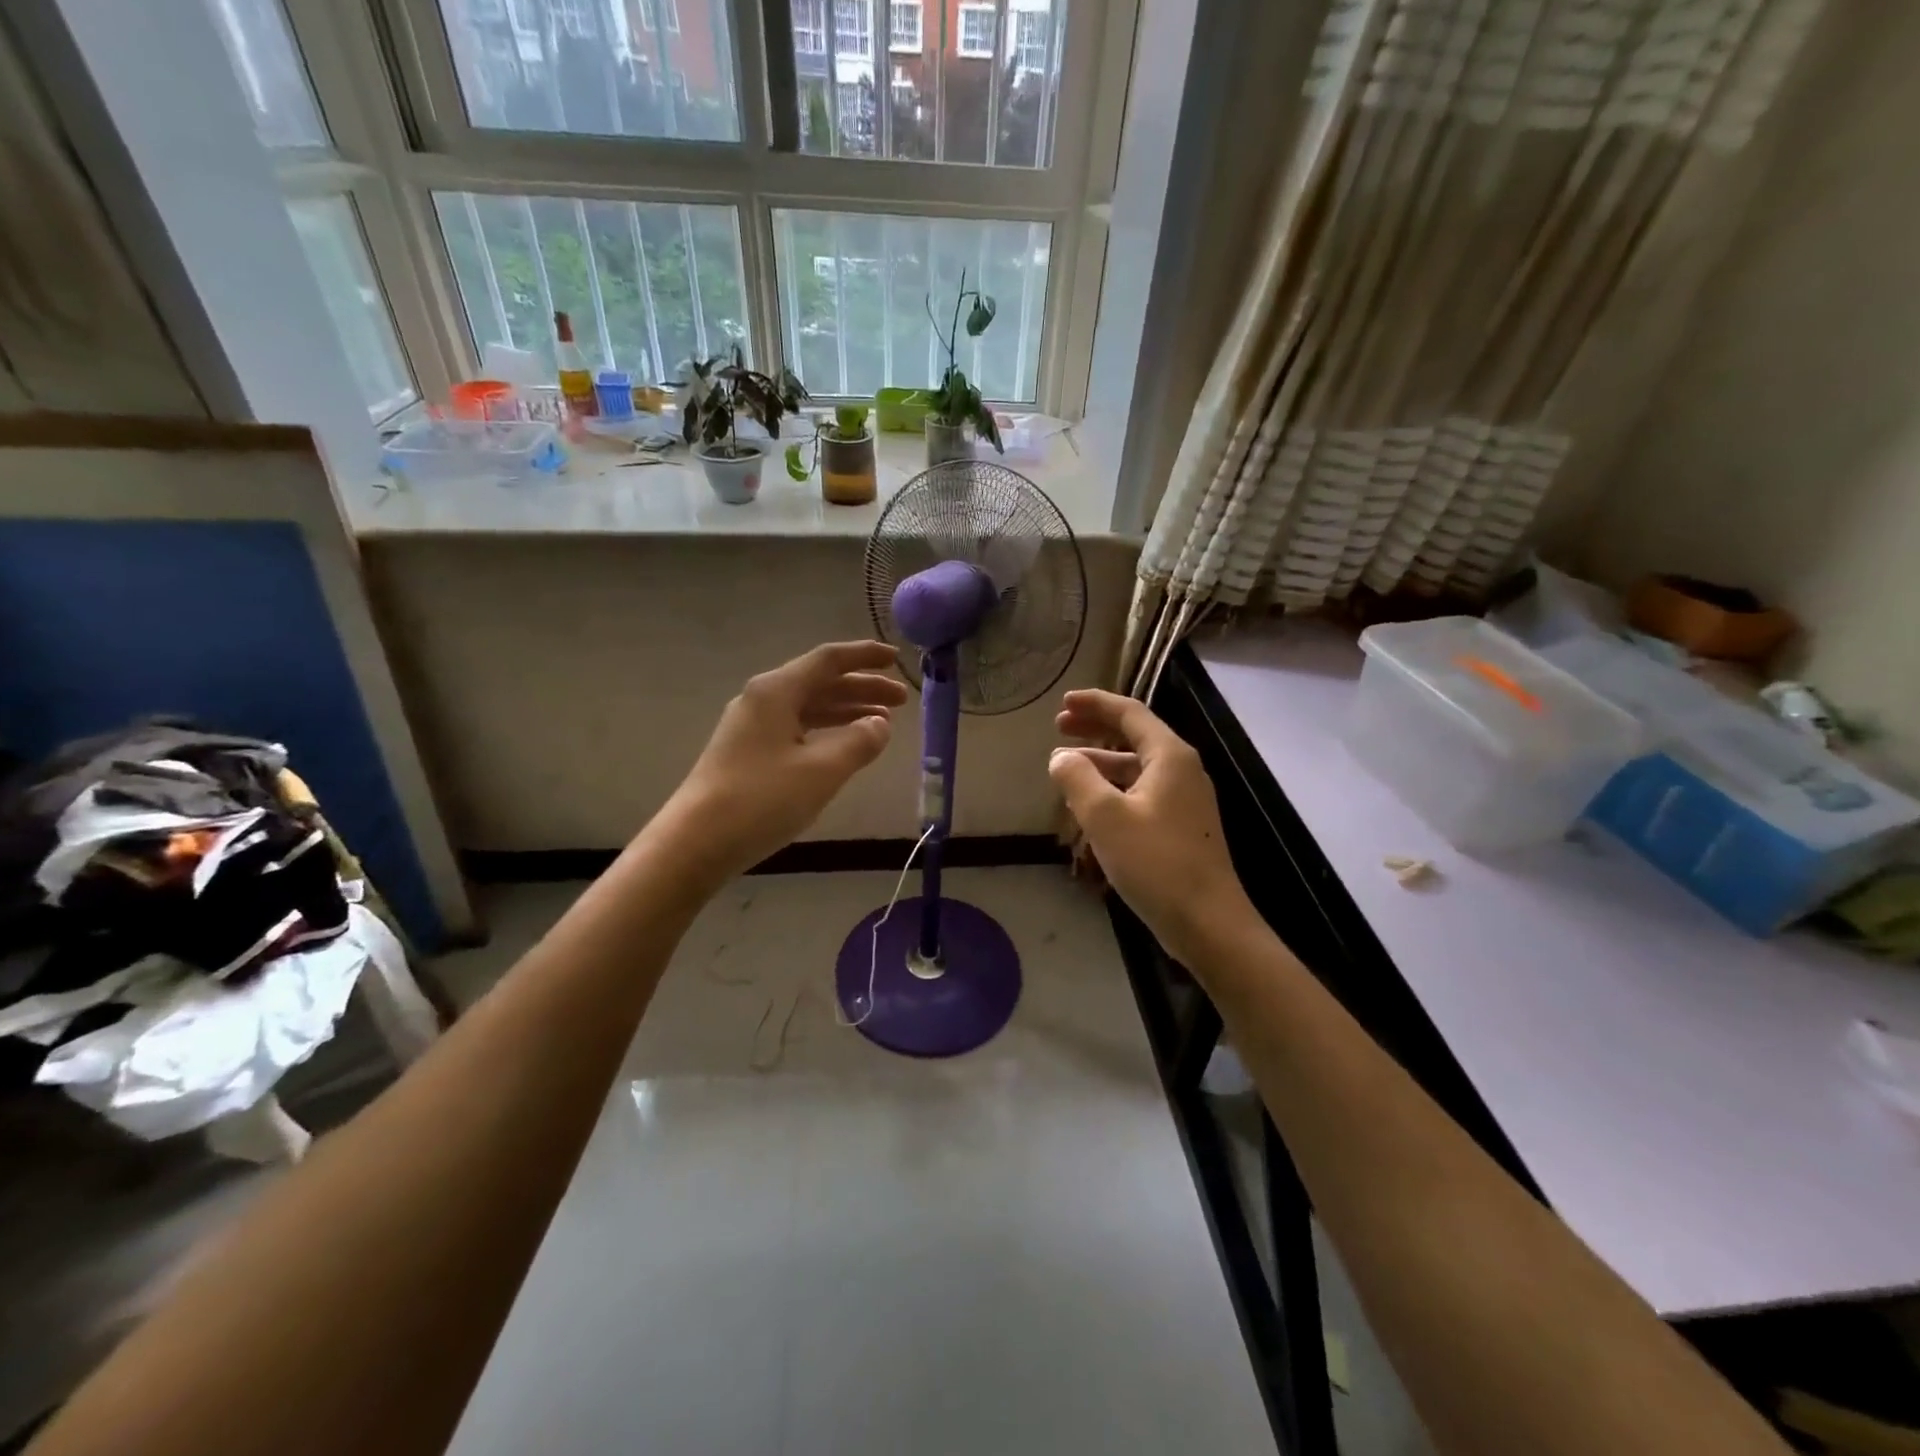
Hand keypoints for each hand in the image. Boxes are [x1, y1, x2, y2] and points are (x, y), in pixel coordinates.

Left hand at [660, 642, 908, 881]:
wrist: (696, 842)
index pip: (828, 660)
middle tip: (901, 700)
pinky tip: (845, 747)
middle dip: (862, 688)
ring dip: (847, 711)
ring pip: (809, 708)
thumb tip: (880, 724)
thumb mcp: (822, 770)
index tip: (895, 657)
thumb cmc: (762, 799)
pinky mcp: (748, 753)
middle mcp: (762, 700)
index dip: (864, 657)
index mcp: (776, 691)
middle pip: (820, 683)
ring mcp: (752, 727)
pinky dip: (827, 732)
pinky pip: (797, 729)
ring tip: (883, 724)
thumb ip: (859, 742)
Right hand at [1049, 689, 1255, 964]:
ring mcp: (1185, 799)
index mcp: (1169, 756)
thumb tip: (1060, 757)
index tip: (1063, 702)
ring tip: (1065, 768)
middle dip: (1095, 728)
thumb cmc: (1155, 862)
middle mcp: (1182, 769)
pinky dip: (1114, 788)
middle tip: (1059, 727)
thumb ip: (1078, 778)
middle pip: (1134, 735)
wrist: (1207, 922)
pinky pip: (1142, 793)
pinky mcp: (1182, 826)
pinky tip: (1091, 806)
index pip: (1130, 713)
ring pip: (1137, 767)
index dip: (1095, 703)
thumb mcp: (1105, 816)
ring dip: (1101, 762)